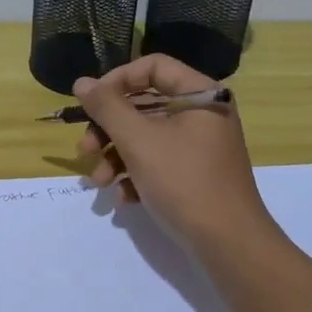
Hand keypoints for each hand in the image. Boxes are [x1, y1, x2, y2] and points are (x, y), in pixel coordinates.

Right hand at [73, 55, 275, 254]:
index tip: (91, 103)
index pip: (153, 67)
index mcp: (200, 94)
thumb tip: (82, 83)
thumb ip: (107, 108)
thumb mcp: (139, 141)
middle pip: (145, 105)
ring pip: (147, 137)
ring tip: (99, 182)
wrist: (229, 244)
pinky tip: (122, 199)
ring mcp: (201, 146)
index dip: (117, 80)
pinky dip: (136, 176)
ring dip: (116, 157)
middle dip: (109, 129)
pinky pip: (159, 162)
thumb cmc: (184, 181)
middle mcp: (203, 114)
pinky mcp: (196, 174)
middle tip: (85, 149)